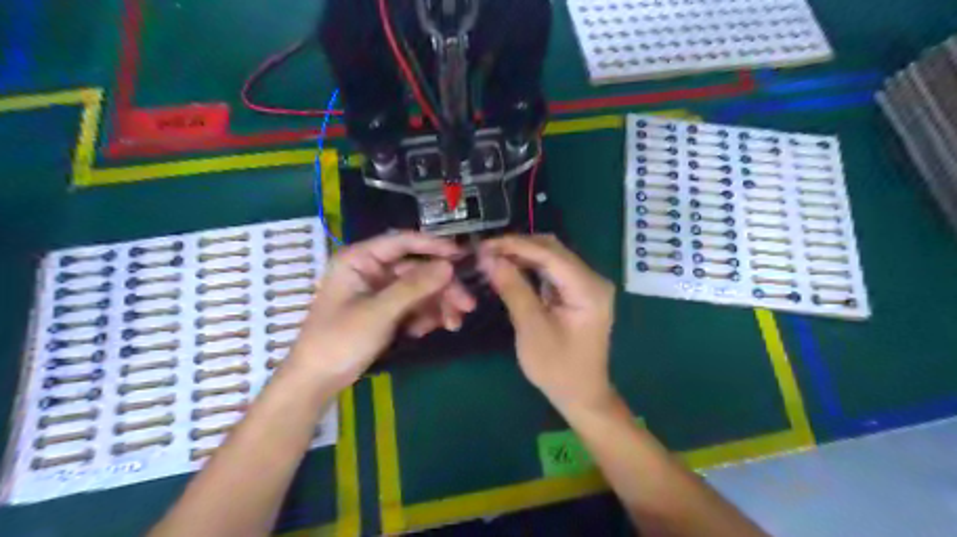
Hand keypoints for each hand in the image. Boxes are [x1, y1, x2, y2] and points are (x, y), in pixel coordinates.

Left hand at [285, 232, 475, 390]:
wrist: (318, 381)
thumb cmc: (340, 340)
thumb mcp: (379, 312)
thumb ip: (414, 287)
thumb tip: (449, 266)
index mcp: (359, 260)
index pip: (401, 242)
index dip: (433, 246)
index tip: (461, 255)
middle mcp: (371, 270)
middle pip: (416, 270)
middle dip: (442, 288)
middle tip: (467, 305)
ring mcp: (379, 292)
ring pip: (419, 289)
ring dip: (438, 305)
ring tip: (454, 324)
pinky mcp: (385, 311)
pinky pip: (413, 306)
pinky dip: (425, 316)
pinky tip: (430, 331)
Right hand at [483, 236, 615, 414]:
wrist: (582, 395)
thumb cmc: (557, 368)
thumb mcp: (531, 328)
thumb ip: (513, 289)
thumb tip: (489, 258)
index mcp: (588, 288)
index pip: (550, 253)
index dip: (516, 245)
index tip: (484, 245)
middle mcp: (592, 279)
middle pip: (553, 249)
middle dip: (518, 247)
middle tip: (485, 252)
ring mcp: (587, 284)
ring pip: (551, 257)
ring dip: (522, 255)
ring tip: (492, 258)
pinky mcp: (578, 292)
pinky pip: (552, 270)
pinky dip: (530, 267)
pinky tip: (509, 268)